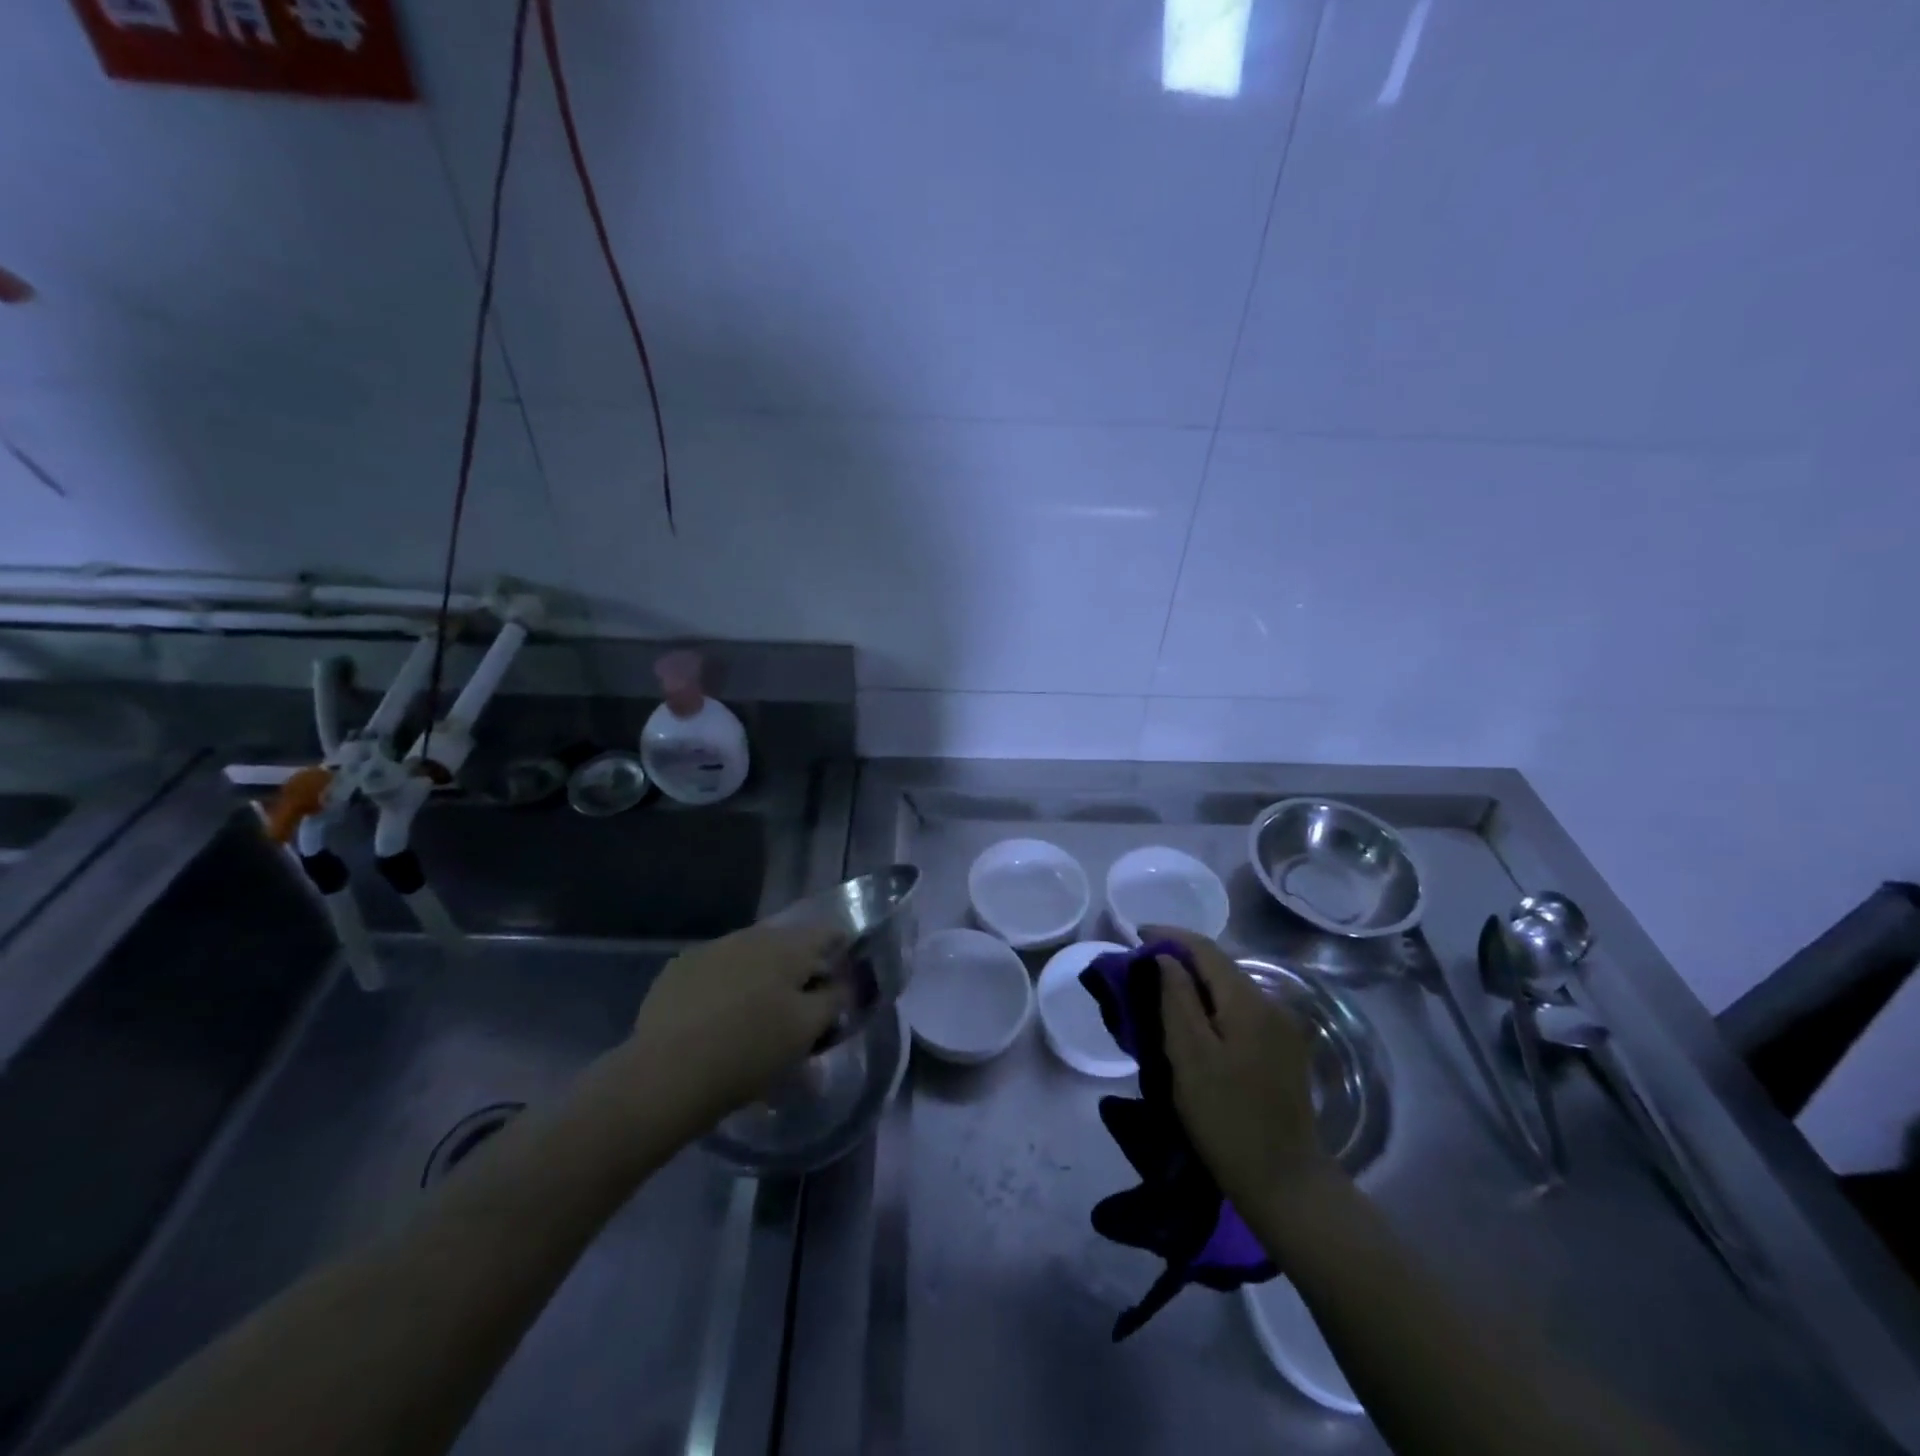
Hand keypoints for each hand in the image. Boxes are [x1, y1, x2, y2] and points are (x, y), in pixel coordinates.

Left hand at [624, 922, 848, 1131]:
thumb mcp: (807, 1031)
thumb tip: (843, 983)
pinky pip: (716, 971)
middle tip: (800, 1009)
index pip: (828, 933)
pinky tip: (718, 1019)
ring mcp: (710, 949)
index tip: (842, 981)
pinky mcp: (677, 970)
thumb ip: (834, 1000)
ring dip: (761, 978)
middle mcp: (750, 935)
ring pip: (749, 957)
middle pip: (787, 945)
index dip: (841, 952)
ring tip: (757, 1017)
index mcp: (787, 946)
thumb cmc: (750, 1051)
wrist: (666, 1074)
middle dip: (798, 971)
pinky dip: (726, 987)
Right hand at [1150, 926, 1331, 1213]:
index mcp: (1249, 1001)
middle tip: (1140, 967)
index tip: (1135, 934)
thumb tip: (1165, 958)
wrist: (1285, 1183)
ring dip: (1196, 984)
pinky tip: (1194, 1021)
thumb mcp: (1189, 1056)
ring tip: (1160, 992)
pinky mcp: (1285, 1051)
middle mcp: (1272, 1004)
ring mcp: (1283, 1028)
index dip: (1169, 936)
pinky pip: (1242, 1011)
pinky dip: (1213, 1005)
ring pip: (1231, 989)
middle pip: (1220, 966)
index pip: (1205, 949)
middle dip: (1180, 959)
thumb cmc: (1227, 1118)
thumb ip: (1175, 999)